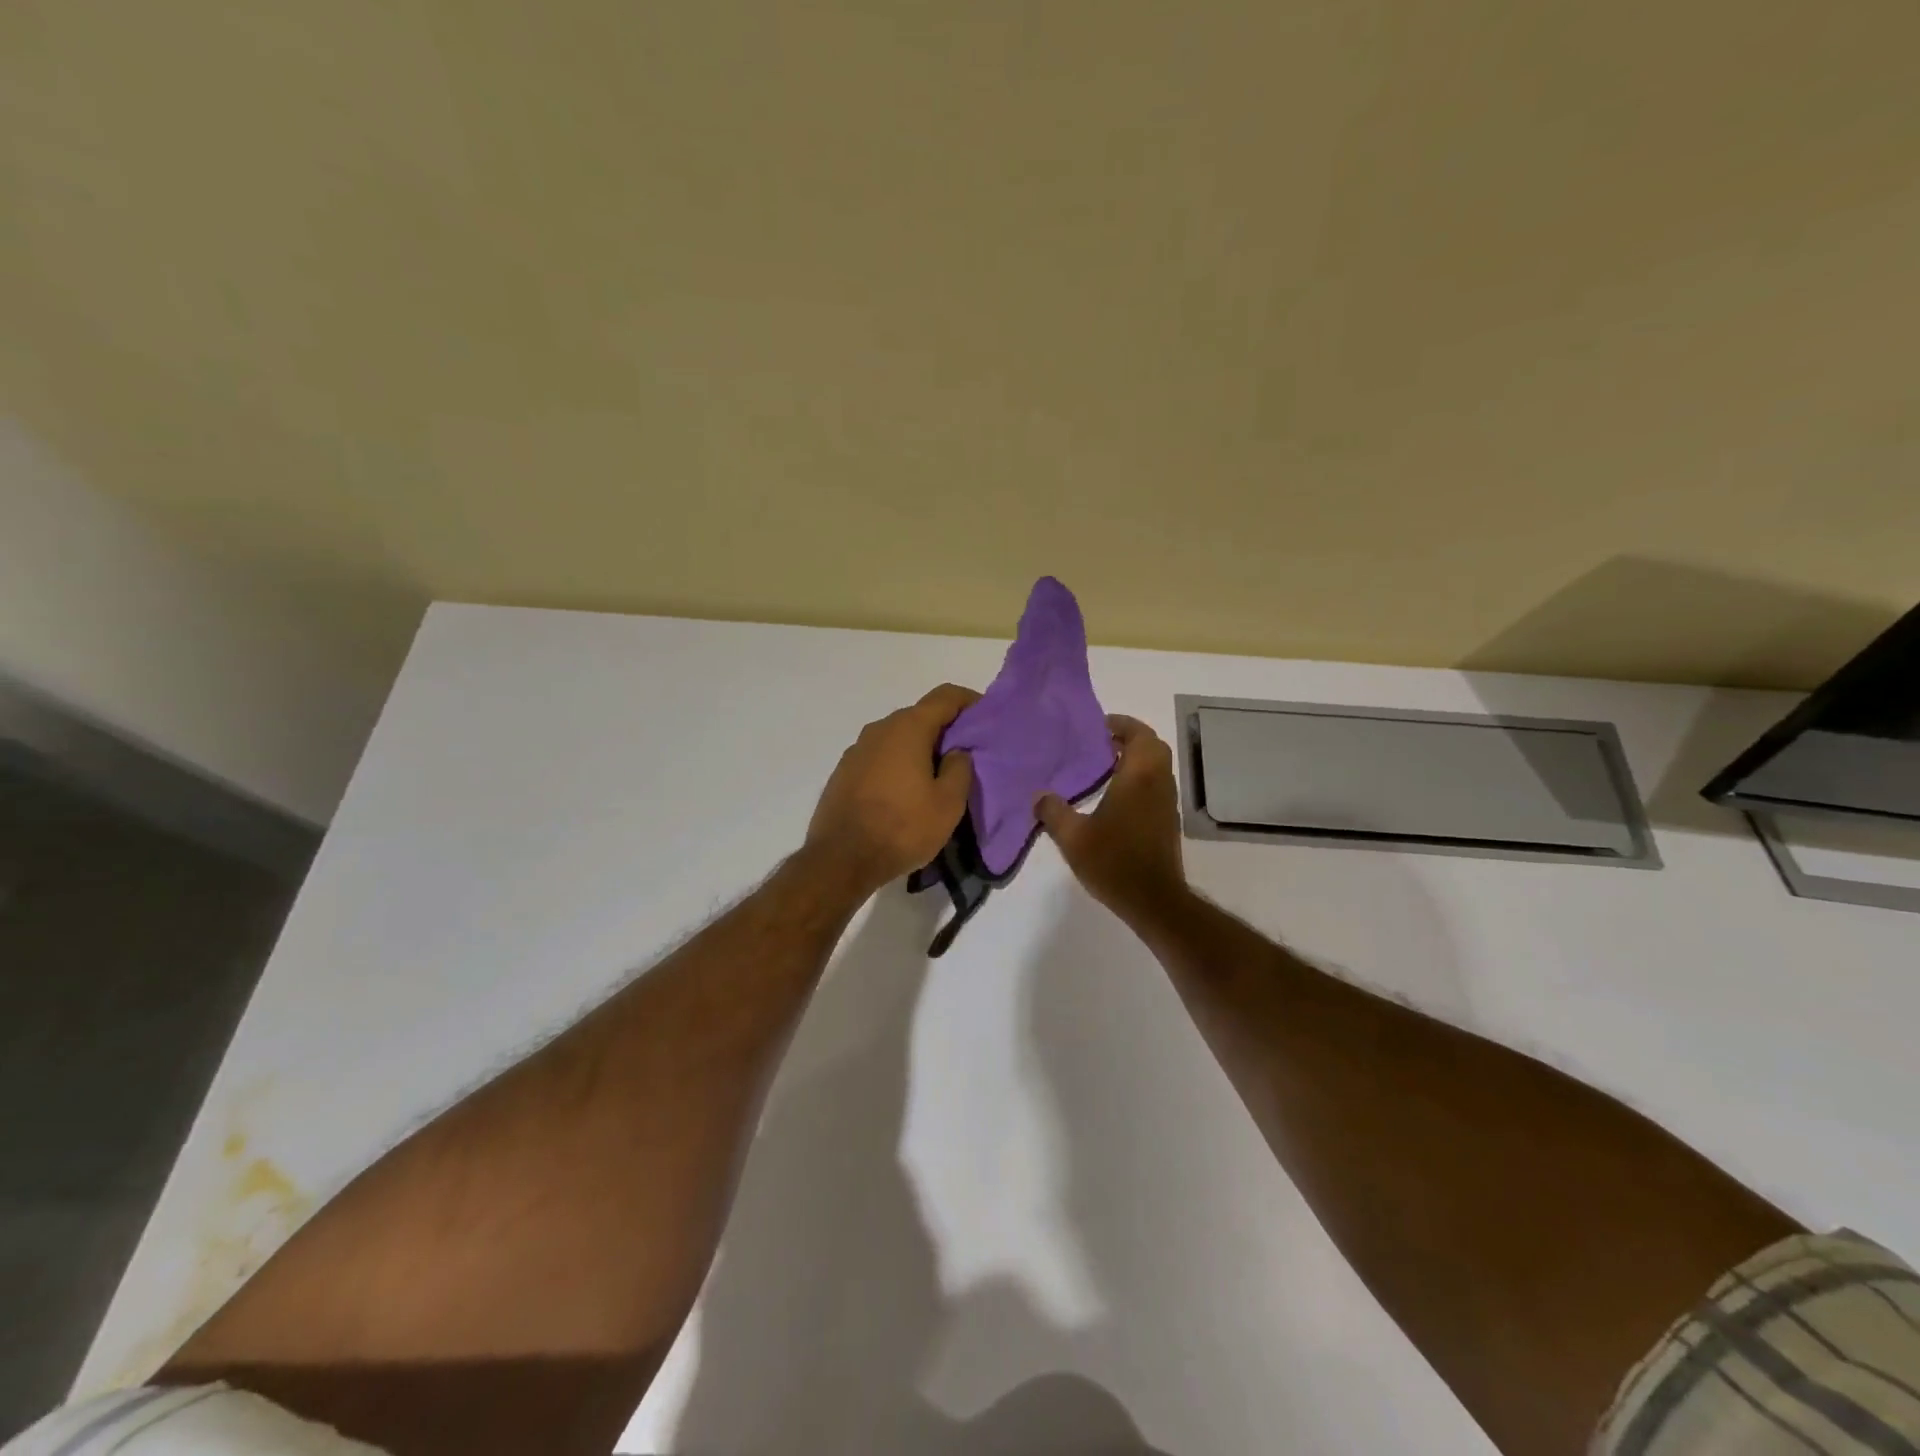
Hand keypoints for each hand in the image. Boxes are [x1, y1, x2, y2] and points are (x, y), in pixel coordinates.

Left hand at [805, 683, 978, 898]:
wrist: (840, 860)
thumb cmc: (902, 828)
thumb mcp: (948, 804)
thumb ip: (960, 768)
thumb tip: (956, 751)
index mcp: (908, 728)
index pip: (945, 697)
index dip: (969, 701)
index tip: (986, 718)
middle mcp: (879, 729)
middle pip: (920, 716)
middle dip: (945, 729)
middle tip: (966, 754)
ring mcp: (857, 750)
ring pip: (897, 738)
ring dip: (919, 749)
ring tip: (936, 776)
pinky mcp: (844, 772)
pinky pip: (880, 757)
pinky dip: (898, 764)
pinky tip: (905, 792)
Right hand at [1036, 715, 1187, 921]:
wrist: (1153, 900)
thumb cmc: (1114, 862)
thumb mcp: (1073, 838)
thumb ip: (1053, 812)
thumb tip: (1039, 795)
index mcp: (1138, 777)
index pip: (1139, 735)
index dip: (1122, 724)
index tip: (1098, 726)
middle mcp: (1158, 783)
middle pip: (1152, 747)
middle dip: (1130, 738)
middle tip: (1101, 743)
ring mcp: (1166, 803)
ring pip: (1157, 767)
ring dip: (1136, 759)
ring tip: (1104, 766)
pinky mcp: (1167, 821)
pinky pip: (1156, 785)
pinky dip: (1140, 778)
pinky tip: (1114, 796)